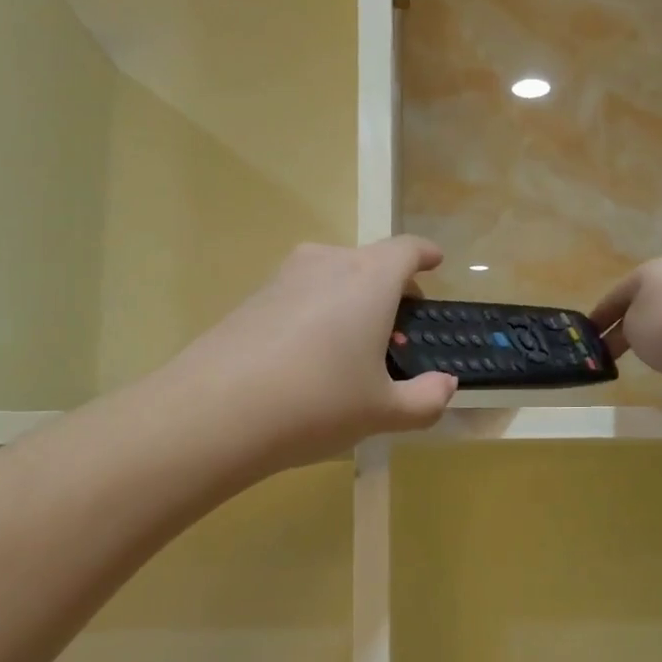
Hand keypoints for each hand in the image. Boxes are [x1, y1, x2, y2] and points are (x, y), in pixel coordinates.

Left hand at [178, 237, 458, 468]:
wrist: (216, 411)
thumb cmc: (318, 403)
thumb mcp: (382, 412)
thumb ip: (425, 399)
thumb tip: (445, 385)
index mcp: (369, 279)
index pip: (406, 249)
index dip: (424, 254)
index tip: (434, 263)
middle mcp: (328, 264)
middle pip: (369, 261)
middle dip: (391, 287)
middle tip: (398, 330)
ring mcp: (284, 277)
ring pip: (332, 276)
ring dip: (352, 299)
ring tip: (353, 347)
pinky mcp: (252, 298)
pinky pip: (300, 294)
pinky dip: (317, 312)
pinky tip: (309, 358)